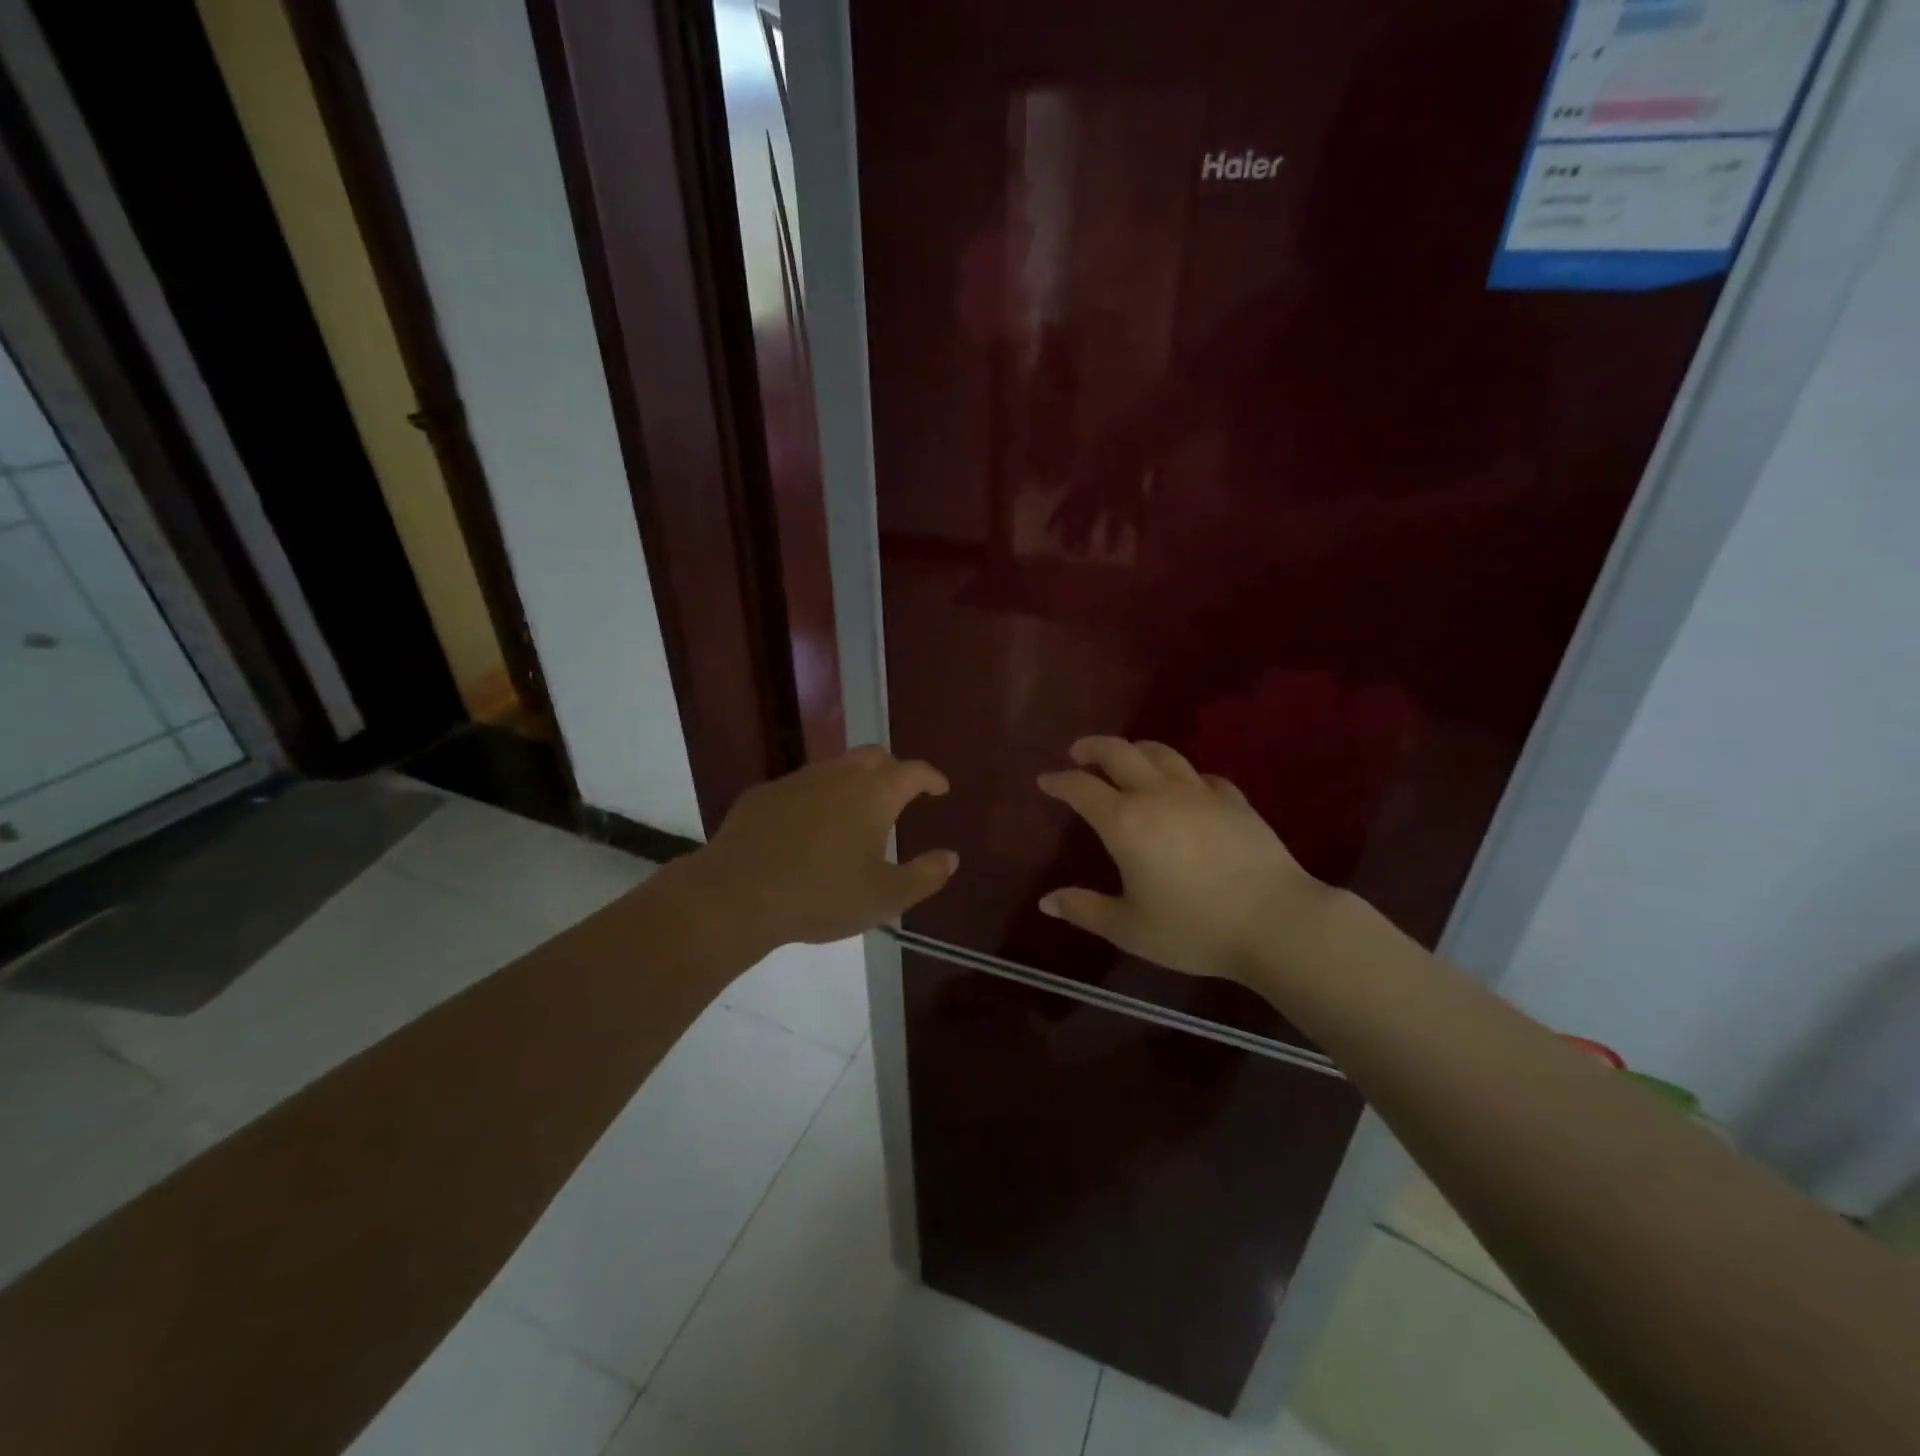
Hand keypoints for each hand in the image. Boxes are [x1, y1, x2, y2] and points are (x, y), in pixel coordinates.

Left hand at [694, 745, 957, 951]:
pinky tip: (808, 828)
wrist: (737, 894)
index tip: (940, 788)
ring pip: (835, 767)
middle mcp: (838, 775)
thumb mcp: (884, 898)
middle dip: (893, 769)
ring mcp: (797, 780)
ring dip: (853, 781)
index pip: (913, 771)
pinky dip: (816, 798)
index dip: (931, 777)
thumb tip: (950, 857)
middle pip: (874, 756)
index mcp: (874, 794)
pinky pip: (800, 786)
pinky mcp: (763, 794)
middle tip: (899, 795)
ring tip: (855, 813)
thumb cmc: (821, 895)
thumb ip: (924, 876)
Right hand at [1036, 735, 1337, 986]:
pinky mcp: (1234, 800)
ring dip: (1136, 749)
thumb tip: (1046, 901)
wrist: (1275, 921)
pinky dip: (1182, 775)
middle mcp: (1158, 795)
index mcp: (1125, 822)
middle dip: (1093, 748)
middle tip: (1078, 752)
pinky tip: (1184, 787)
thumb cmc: (1193, 928)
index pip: (1082, 788)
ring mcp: (1200, 793)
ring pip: (1162, 754)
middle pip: (1119, 752)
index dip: (1059, 781)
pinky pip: (1200, 776)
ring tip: (1126, 756)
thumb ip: (1085, 910)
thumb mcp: (1129, 928)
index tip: (1045, 779)